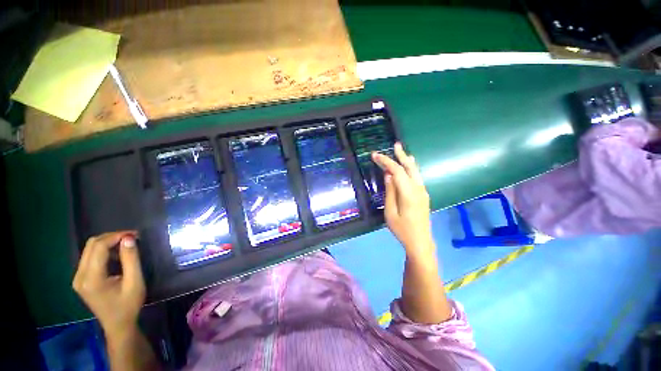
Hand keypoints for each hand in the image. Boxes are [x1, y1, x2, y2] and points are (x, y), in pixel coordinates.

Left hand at [73, 231, 144, 338]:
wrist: (118, 324)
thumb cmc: (128, 305)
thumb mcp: (135, 282)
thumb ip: (131, 259)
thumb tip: (129, 238)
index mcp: (91, 279)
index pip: (99, 247)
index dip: (116, 236)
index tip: (135, 234)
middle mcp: (79, 276)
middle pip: (91, 245)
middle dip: (112, 237)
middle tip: (132, 238)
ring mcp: (78, 278)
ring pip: (89, 249)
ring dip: (108, 243)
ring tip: (126, 244)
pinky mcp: (80, 279)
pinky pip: (89, 256)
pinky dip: (104, 250)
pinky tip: (116, 255)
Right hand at [372, 143, 434, 258]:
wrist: (420, 242)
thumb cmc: (402, 229)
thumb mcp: (390, 212)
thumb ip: (390, 192)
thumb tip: (388, 175)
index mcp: (409, 193)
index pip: (397, 171)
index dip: (386, 161)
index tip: (375, 155)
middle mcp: (418, 189)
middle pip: (410, 167)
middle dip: (401, 155)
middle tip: (395, 145)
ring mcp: (423, 192)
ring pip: (415, 171)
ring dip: (407, 160)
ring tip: (400, 151)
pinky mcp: (423, 195)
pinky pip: (416, 177)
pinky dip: (410, 168)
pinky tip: (408, 166)